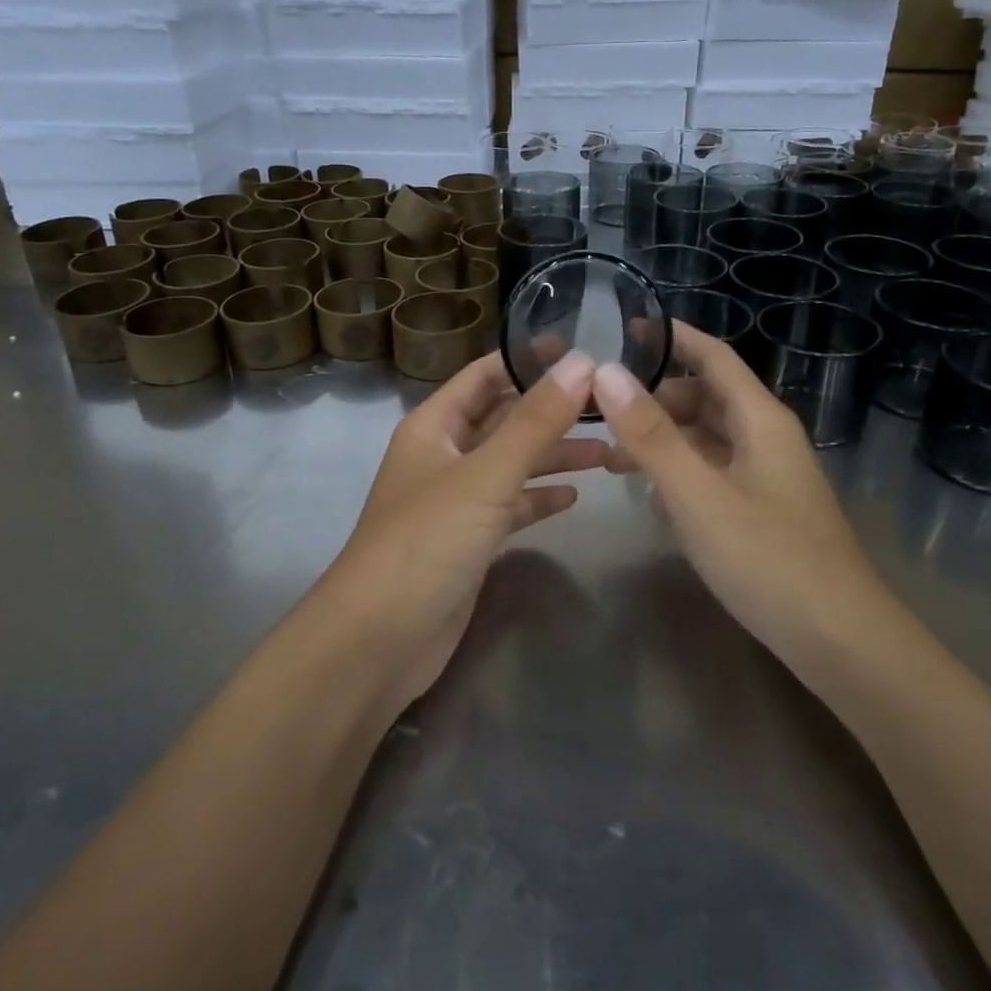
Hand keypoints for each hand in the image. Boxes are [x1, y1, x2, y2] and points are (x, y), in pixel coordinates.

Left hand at [322, 351, 608, 716]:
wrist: (378, 641)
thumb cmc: (426, 541)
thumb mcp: (486, 475)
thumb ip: (535, 421)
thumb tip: (582, 362)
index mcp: (435, 426)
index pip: (485, 374)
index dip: (528, 359)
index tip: (583, 349)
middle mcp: (444, 455)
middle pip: (505, 419)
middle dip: (553, 412)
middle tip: (611, 406)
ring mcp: (456, 500)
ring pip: (513, 464)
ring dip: (555, 456)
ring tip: (610, 454)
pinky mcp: (469, 541)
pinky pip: (512, 507)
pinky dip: (540, 499)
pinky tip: (575, 498)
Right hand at [595, 324, 887, 670]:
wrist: (840, 643)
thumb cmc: (768, 558)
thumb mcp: (697, 493)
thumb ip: (650, 434)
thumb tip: (604, 372)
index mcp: (760, 420)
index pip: (714, 357)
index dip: (674, 337)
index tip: (626, 326)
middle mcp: (767, 439)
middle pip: (707, 398)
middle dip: (656, 398)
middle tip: (601, 409)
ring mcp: (768, 478)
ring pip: (709, 440)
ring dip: (664, 439)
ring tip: (612, 456)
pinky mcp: (764, 513)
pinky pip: (715, 474)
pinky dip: (681, 473)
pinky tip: (651, 498)